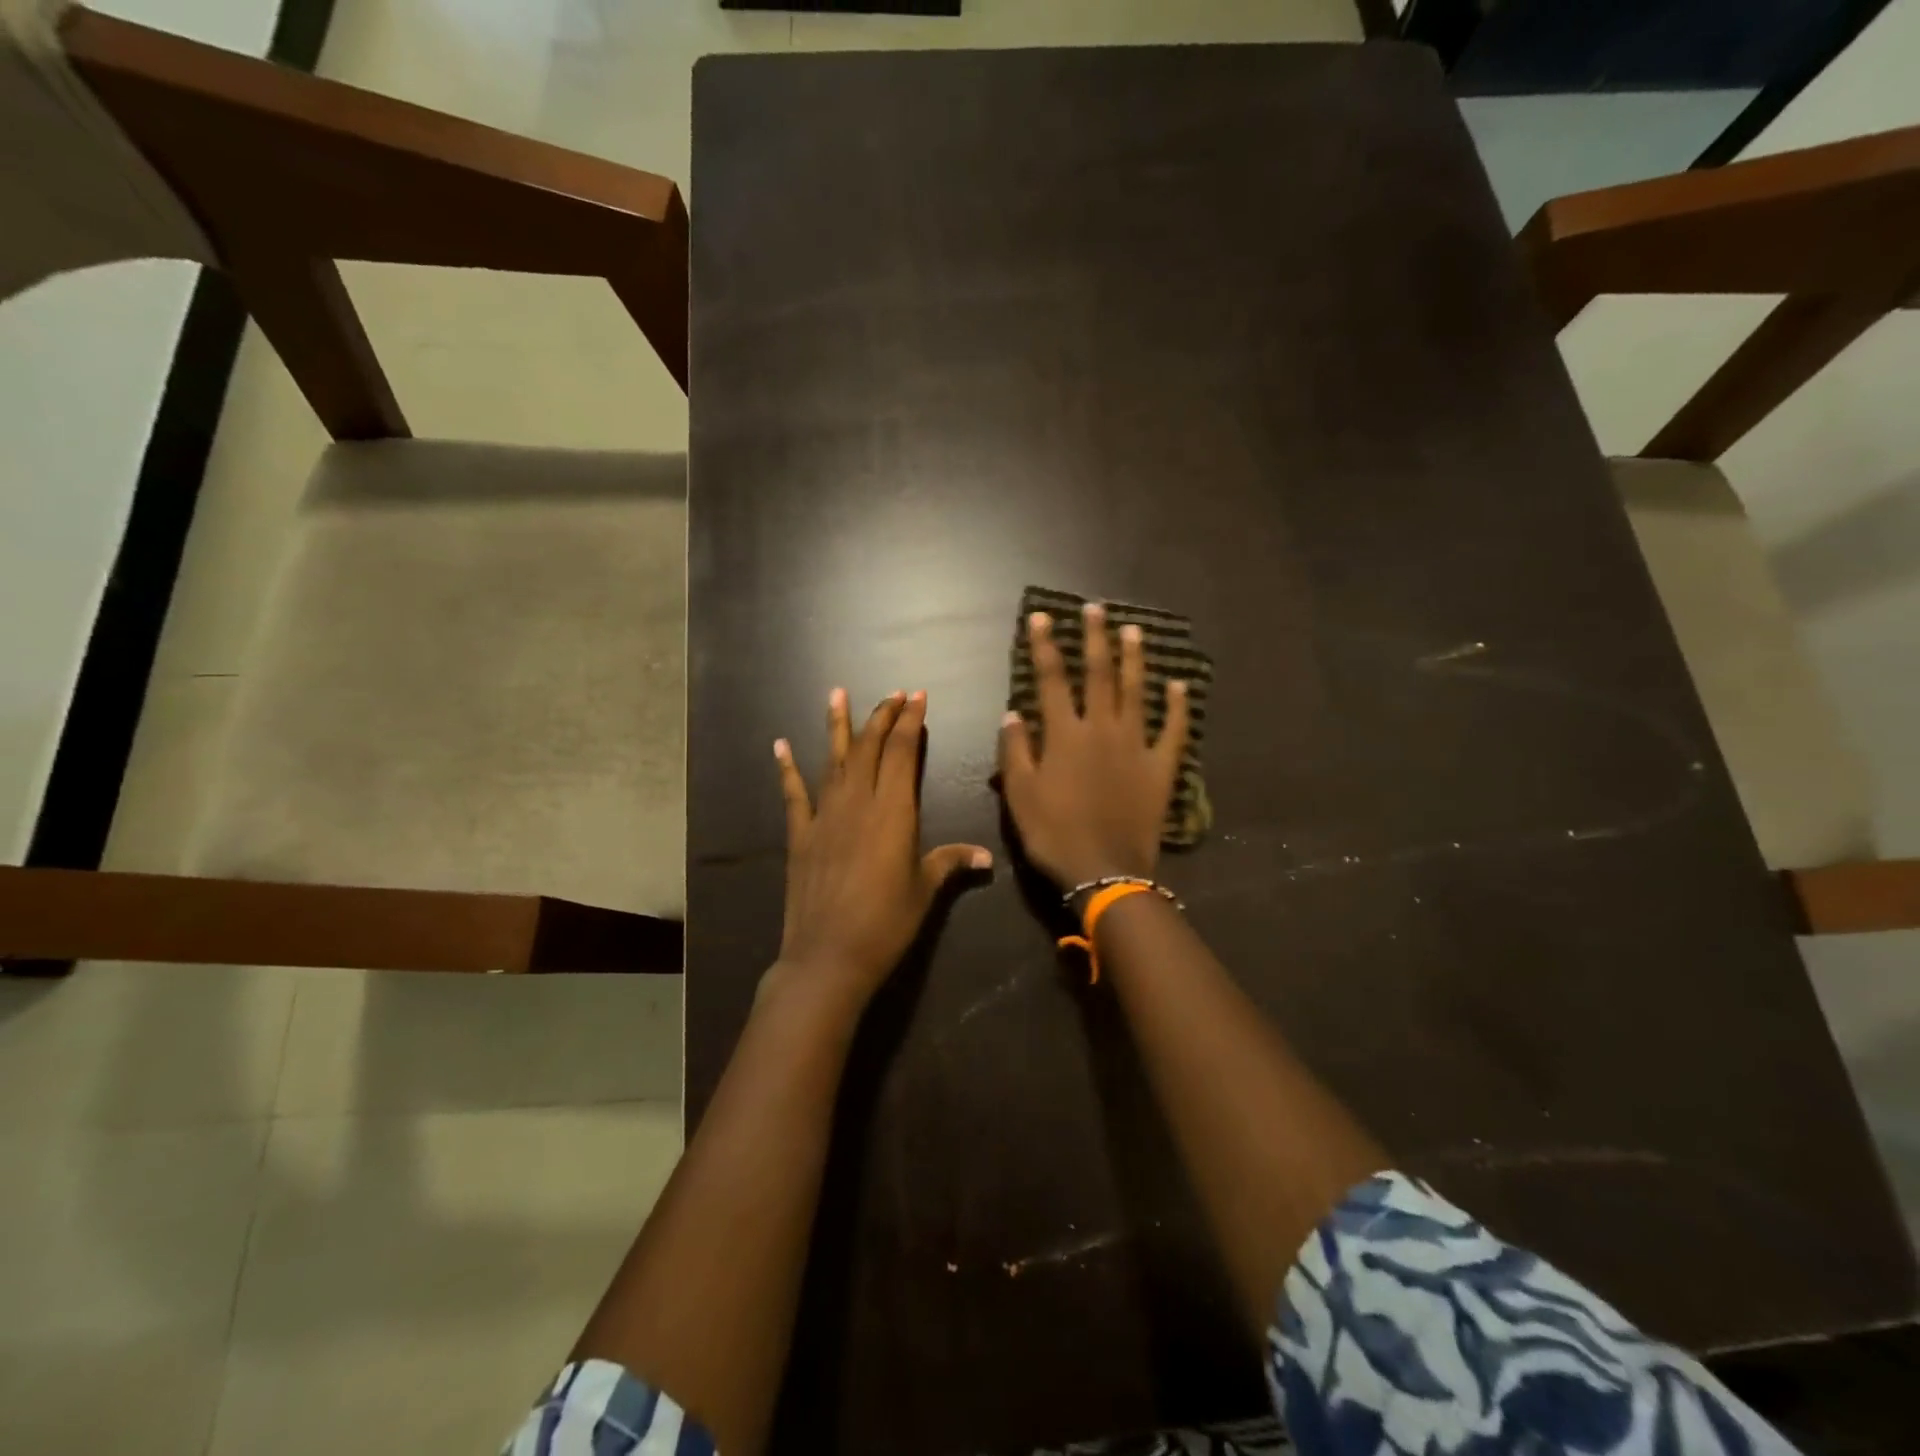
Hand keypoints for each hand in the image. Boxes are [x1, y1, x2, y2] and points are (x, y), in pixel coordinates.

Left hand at [771, 688, 992, 1008]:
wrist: (829, 955)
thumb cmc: (886, 922)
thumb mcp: (925, 890)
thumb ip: (951, 863)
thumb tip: (986, 856)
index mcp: (894, 810)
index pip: (902, 752)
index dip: (910, 721)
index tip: (916, 697)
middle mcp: (858, 801)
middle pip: (869, 747)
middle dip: (882, 716)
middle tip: (892, 694)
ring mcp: (825, 815)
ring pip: (833, 759)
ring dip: (837, 725)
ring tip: (836, 693)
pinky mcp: (800, 834)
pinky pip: (794, 793)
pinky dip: (787, 768)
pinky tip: (780, 745)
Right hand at [998, 603, 1189, 889]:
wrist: (1105, 871)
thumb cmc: (1054, 834)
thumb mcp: (1020, 795)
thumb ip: (1015, 751)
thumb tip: (1013, 712)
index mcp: (1065, 734)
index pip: (1052, 679)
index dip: (1045, 646)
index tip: (1041, 617)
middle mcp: (1102, 729)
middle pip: (1099, 674)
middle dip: (1095, 638)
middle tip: (1096, 608)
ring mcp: (1136, 745)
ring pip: (1137, 692)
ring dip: (1135, 659)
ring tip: (1133, 630)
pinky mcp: (1161, 767)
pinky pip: (1174, 731)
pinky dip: (1179, 707)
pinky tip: (1181, 685)